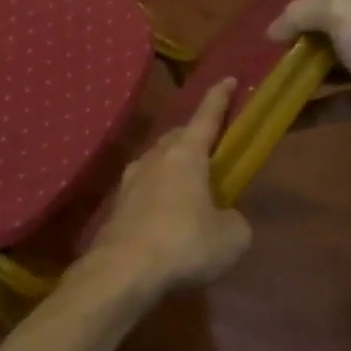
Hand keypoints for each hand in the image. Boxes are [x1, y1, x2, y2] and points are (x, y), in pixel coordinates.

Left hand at [84, 79, 251, 295]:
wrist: (123, 270)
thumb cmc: (185, 244)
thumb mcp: (232, 236)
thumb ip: (233, 218)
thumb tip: (223, 216)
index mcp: (185, 154)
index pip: (206, 117)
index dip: (219, 98)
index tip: (228, 79)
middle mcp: (154, 158)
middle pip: (177, 137)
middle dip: (194, 136)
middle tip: (210, 146)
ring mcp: (130, 180)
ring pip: (157, 161)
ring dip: (174, 166)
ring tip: (189, 184)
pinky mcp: (117, 205)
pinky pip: (144, 188)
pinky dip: (158, 193)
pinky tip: (165, 214)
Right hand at [268, 0, 350, 145]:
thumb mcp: (343, 13)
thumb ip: (303, 14)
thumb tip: (271, 30)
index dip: (312, 1)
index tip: (280, 14)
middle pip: (334, 31)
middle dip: (300, 41)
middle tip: (265, 48)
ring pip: (332, 68)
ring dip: (301, 75)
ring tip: (263, 79)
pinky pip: (334, 102)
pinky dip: (309, 109)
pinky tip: (278, 114)